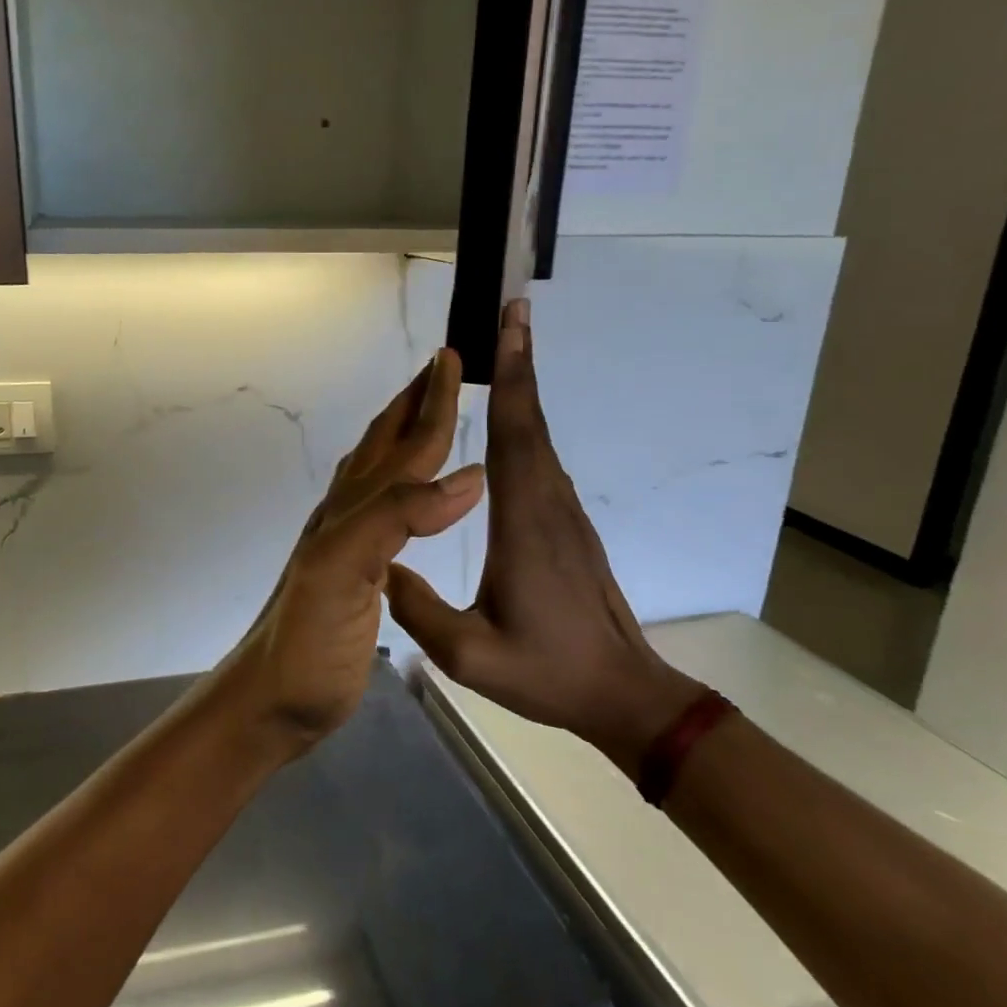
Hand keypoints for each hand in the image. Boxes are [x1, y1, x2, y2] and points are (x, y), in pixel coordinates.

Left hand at [210, 349, 483, 756]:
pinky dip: (401, 484)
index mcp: (353, 512)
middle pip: (384, 446)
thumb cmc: (310, 642)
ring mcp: (346, 542)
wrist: (271, 697)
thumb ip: (396, 518)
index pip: (404, 447)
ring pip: (378, 472)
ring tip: (426, 415)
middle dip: (414, 404)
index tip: (452, 359)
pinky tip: (404, 494)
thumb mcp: (344, 572)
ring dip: (404, 436)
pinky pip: (381, 509)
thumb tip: (468, 476)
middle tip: (442, 368)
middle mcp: (347, 516)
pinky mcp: (351, 572)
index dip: (430, 405)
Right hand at [385, 301, 702, 777]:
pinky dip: (527, 425)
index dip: (513, 378)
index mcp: (524, 526)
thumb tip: (381, 568)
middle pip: (533, 423)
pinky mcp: (569, 528)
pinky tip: (512, 422)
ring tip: (506, 350)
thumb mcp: (470, 655)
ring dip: (525, 390)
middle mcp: (548, 506)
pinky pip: (543, 462)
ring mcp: (564, 516)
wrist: (625, 695)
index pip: (516, 437)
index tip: (509, 324)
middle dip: (520, 363)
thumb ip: (418, 612)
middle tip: (510, 311)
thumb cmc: (548, 673)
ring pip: (541, 439)